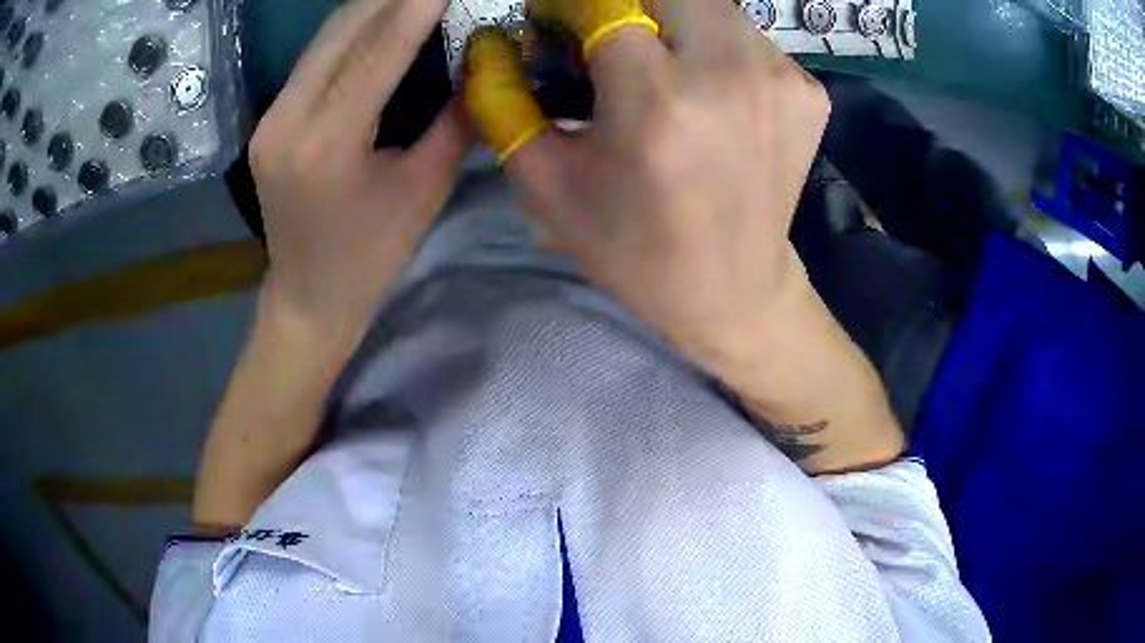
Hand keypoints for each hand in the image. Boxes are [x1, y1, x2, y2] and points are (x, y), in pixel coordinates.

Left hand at [193, 0, 469, 528]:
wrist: (307, 296)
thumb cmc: (370, 257)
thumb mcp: (422, 191)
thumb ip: (454, 121)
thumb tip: (481, 64)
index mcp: (327, 146)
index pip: (377, 52)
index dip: (417, 7)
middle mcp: (286, 122)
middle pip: (342, 32)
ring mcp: (269, 119)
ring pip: (325, 39)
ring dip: (373, 6)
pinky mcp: (268, 120)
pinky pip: (314, 58)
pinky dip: (352, 31)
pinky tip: (382, 18)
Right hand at [465, 0, 903, 472]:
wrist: (734, 290)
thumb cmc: (633, 248)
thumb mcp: (547, 185)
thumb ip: (502, 102)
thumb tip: (489, 44)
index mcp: (658, 102)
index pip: (603, 0)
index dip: (570, 5)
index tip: (557, 26)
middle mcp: (730, 74)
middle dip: (626, 5)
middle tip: (610, 41)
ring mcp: (781, 78)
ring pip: (710, 4)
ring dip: (672, 20)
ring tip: (660, 65)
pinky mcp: (808, 90)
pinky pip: (748, 35)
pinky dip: (717, 45)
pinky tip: (709, 89)